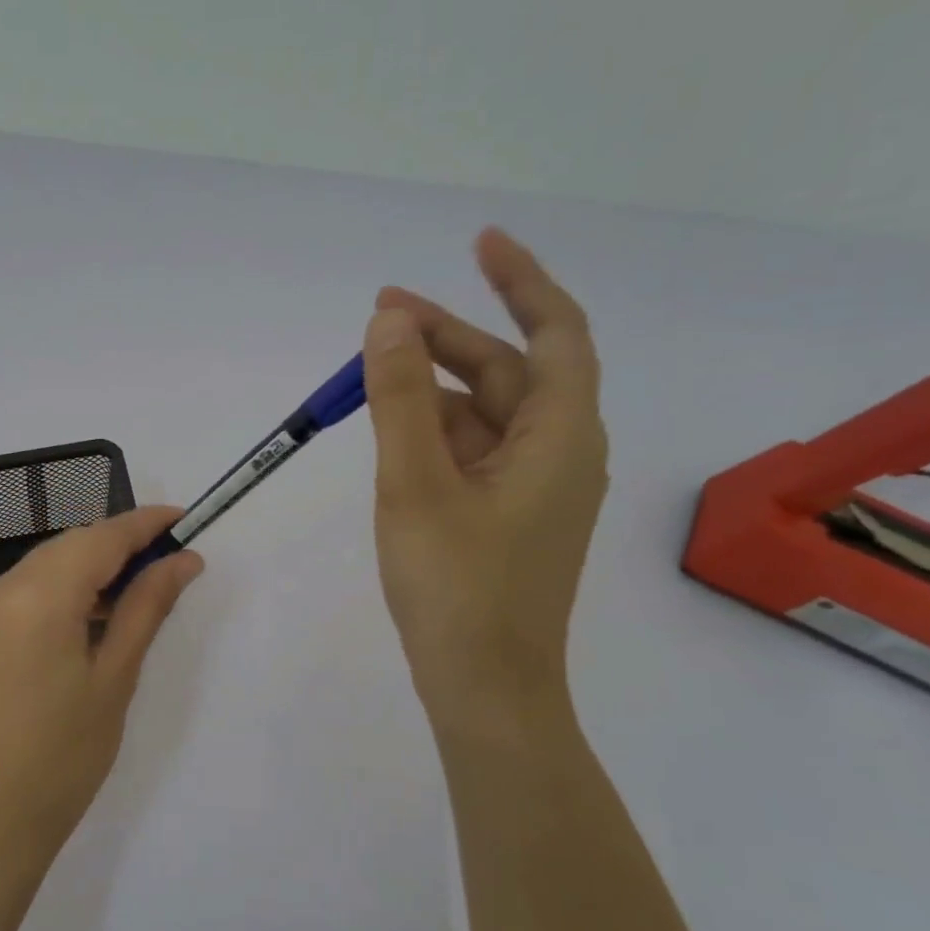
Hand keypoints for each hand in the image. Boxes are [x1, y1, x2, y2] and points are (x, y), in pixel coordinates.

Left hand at [0, 506, 204, 859]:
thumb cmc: (68, 753)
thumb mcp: (117, 676)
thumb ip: (146, 606)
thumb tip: (184, 560)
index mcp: (35, 599)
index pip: (99, 539)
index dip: (143, 524)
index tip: (184, 519)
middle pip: (72, 544)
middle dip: (122, 544)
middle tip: (172, 559)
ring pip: (51, 562)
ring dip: (95, 564)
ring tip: (143, 586)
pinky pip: (31, 586)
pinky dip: (68, 586)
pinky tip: (99, 608)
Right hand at [362, 228, 608, 718]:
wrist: (484, 688)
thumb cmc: (456, 586)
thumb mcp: (416, 484)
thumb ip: (400, 399)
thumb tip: (390, 320)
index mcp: (559, 436)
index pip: (554, 332)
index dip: (520, 279)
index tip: (478, 243)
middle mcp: (557, 454)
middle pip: (506, 373)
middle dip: (446, 337)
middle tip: (380, 315)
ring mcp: (531, 490)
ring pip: (483, 416)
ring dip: (432, 387)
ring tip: (370, 371)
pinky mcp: (505, 519)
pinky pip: (472, 454)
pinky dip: (434, 431)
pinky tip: (392, 432)